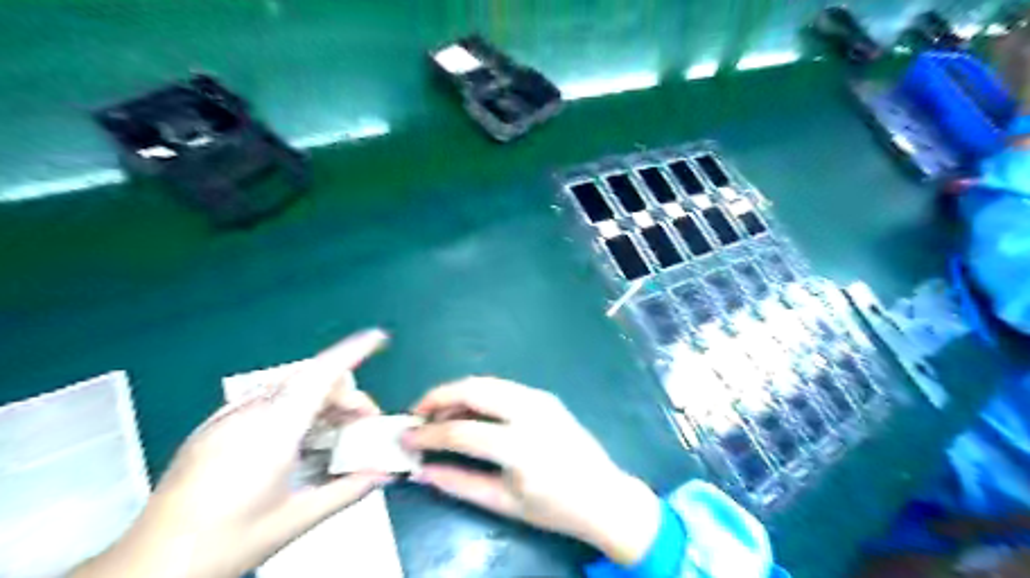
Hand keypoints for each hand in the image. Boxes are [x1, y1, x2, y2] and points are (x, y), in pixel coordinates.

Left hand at [72, 329, 394, 577]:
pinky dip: (296, 409)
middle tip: (361, 426)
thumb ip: (347, 490)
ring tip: (333, 435)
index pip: (320, 376)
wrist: (149, 567)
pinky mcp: (214, 426)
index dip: (352, 352)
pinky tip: (297, 441)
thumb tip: (384, 474)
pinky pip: (268, 401)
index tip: (378, 338)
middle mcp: (249, 413)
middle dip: (345, 395)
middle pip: (310, 380)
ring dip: (321, 402)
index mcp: (272, 431)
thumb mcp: (295, 520)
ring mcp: (227, 417)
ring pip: (290, 388)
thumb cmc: (227, 543)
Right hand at [403, 380, 659, 563]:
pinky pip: (502, 387)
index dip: (427, 434)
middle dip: (438, 396)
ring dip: (457, 393)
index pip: (461, 431)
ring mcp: (540, 398)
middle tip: (417, 414)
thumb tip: (420, 470)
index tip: (405, 437)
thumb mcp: (504, 503)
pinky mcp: (545, 395)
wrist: (604, 495)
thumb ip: (459, 484)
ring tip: (437, 413)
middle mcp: (530, 412)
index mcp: (520, 446)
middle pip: (473, 390)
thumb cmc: (555, 507)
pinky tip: (468, 411)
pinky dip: (478, 394)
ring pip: (486, 382)